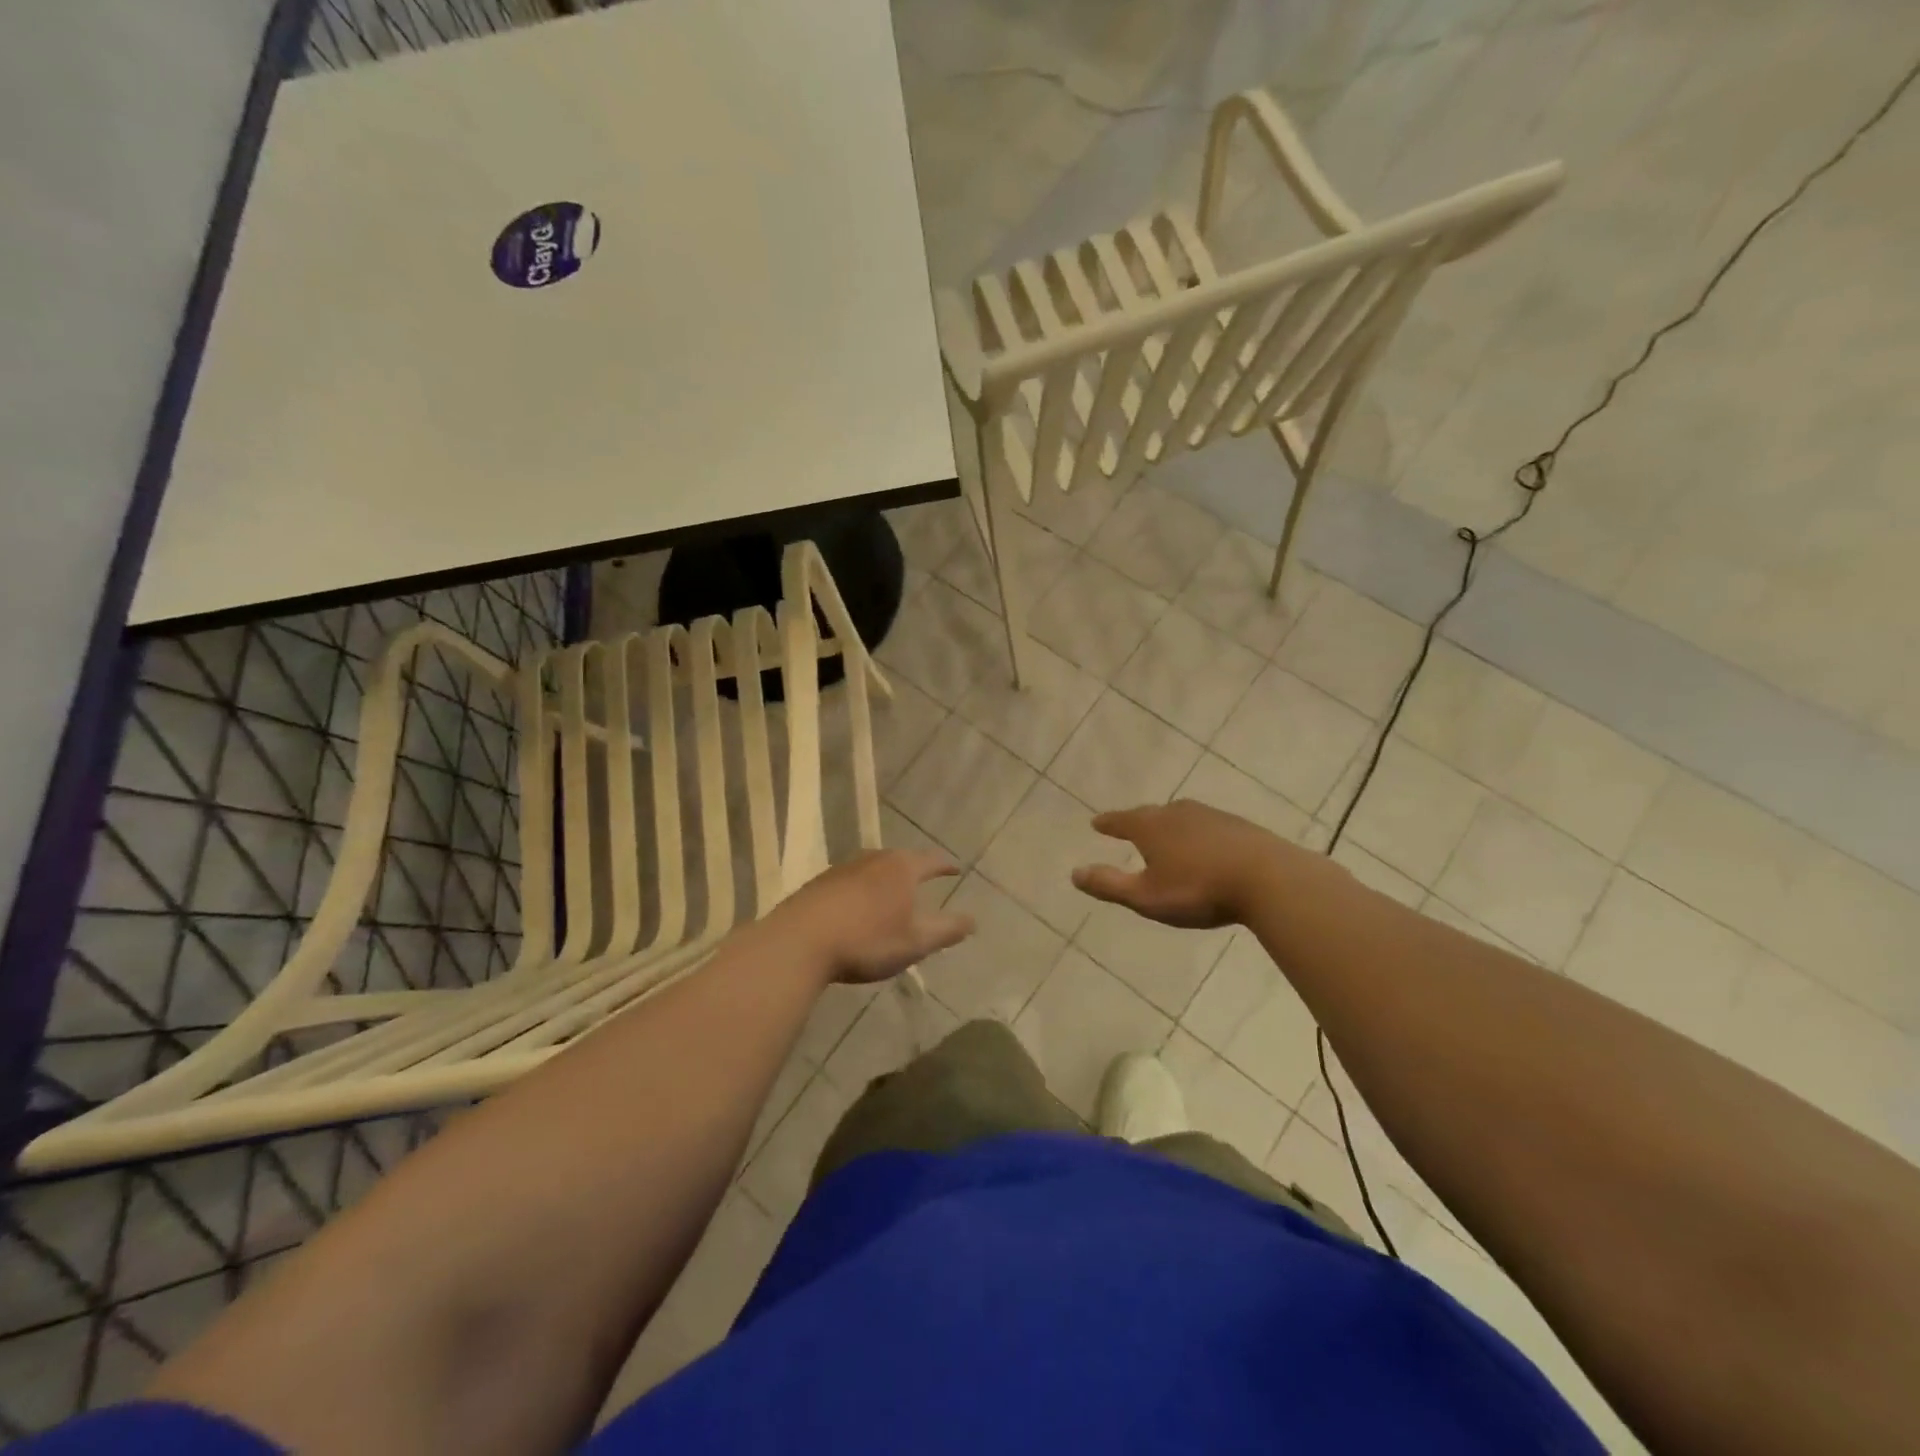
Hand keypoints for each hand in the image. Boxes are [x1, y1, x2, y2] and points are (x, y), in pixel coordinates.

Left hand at [775, 849, 973, 983]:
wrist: (800, 942)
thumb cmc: (867, 940)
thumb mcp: (916, 942)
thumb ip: (947, 930)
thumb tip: (973, 920)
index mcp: (901, 868)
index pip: (931, 860)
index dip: (946, 866)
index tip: (955, 869)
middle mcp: (873, 859)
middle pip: (901, 859)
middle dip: (914, 870)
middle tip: (924, 881)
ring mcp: (843, 869)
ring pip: (874, 868)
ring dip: (886, 880)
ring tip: (892, 894)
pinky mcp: (819, 883)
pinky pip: (851, 882)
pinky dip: (862, 890)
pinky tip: (858, 907)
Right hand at [1072, 800, 1302, 928]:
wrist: (1268, 879)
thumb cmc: (1199, 889)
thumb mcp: (1146, 896)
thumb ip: (1109, 885)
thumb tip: (1074, 873)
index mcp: (1151, 827)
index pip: (1121, 821)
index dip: (1108, 824)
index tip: (1096, 823)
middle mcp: (1177, 813)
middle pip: (1151, 814)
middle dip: (1138, 822)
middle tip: (1129, 827)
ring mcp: (1211, 816)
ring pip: (1181, 817)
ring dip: (1169, 826)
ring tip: (1165, 835)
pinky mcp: (1238, 826)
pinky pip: (1206, 826)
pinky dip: (1197, 834)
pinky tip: (1204, 846)